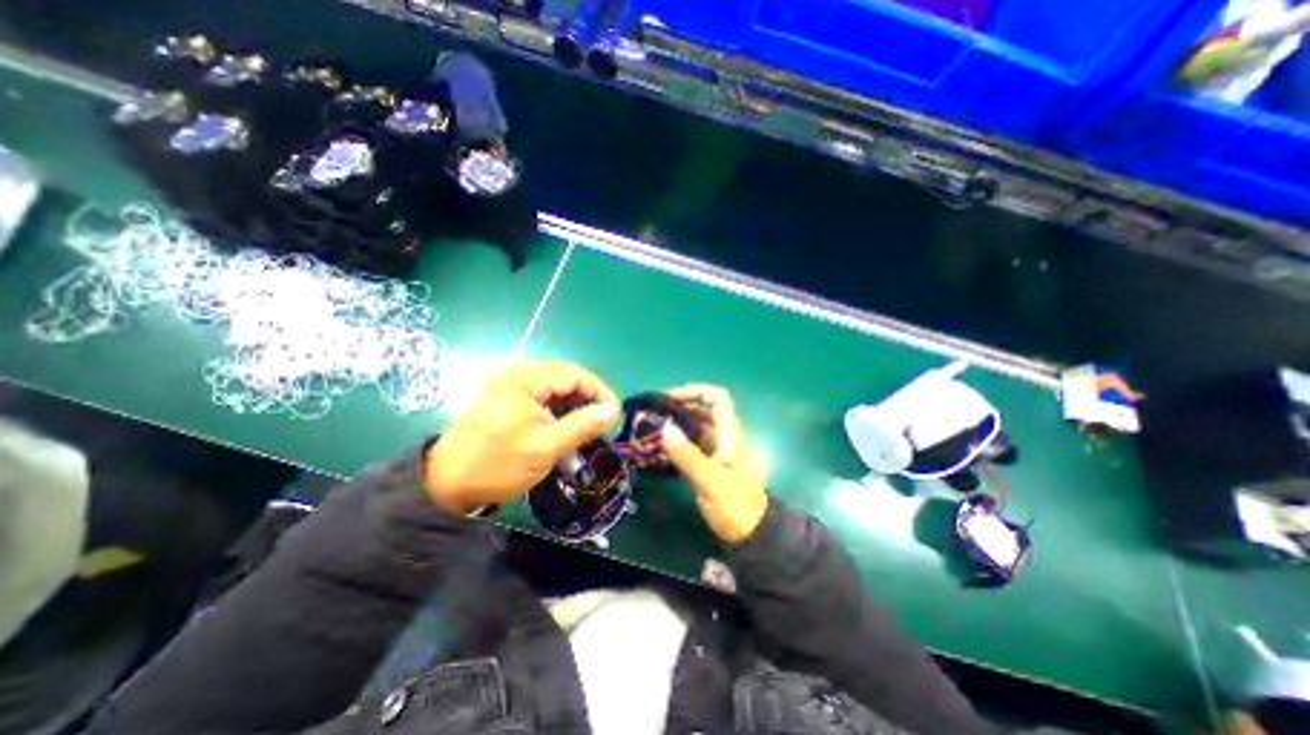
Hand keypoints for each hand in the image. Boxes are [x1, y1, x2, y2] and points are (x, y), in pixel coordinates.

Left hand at [424, 360, 620, 510]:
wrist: (446, 485)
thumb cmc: (497, 465)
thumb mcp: (545, 447)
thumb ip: (582, 426)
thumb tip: (613, 411)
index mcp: (525, 378)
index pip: (576, 375)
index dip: (600, 393)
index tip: (615, 416)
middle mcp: (519, 374)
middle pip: (567, 379)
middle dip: (589, 402)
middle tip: (603, 426)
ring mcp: (512, 385)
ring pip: (557, 390)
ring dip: (575, 409)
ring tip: (588, 431)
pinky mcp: (509, 399)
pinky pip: (544, 399)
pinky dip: (560, 413)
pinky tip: (566, 431)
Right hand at [667, 384, 768, 543]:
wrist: (751, 533)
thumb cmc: (735, 505)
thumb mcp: (711, 481)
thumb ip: (688, 455)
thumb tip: (665, 427)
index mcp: (729, 433)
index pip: (717, 398)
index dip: (695, 391)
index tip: (670, 398)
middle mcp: (722, 436)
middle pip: (702, 409)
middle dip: (678, 406)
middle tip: (652, 413)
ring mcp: (715, 449)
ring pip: (694, 426)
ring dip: (674, 423)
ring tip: (650, 427)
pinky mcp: (707, 463)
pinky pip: (689, 443)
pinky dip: (675, 441)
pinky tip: (658, 447)